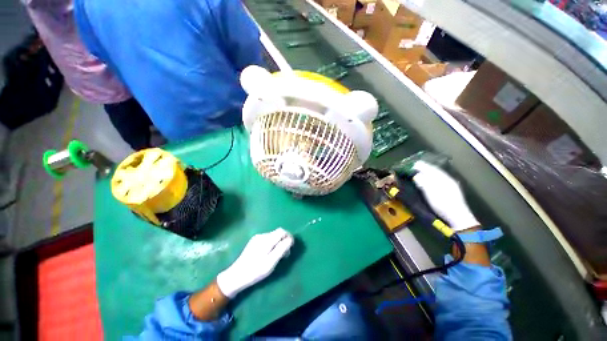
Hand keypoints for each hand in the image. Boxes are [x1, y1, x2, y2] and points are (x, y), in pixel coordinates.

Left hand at [216, 228, 293, 297]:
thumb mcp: (271, 262)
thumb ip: (282, 249)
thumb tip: (290, 239)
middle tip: (285, 255)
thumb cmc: (255, 271)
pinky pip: (267, 240)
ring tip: (277, 256)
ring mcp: (257, 238)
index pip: (282, 231)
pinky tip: (269, 255)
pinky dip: (272, 245)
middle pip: (277, 233)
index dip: (289, 237)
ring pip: (273, 236)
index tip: (291, 248)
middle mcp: (262, 235)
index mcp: (266, 239)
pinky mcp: (253, 242)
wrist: (236, 276)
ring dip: (278, 243)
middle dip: (284, 241)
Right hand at [412, 161, 478, 231]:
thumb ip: (423, 182)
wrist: (458, 217)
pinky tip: (430, 180)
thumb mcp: (430, 193)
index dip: (421, 166)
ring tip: (421, 172)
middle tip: (415, 167)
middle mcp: (447, 179)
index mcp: (443, 178)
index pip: (430, 168)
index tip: (413, 164)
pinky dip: (433, 177)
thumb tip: (416, 175)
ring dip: (429, 172)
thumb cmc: (442, 204)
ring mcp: (450, 185)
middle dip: (425, 168)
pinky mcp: (451, 190)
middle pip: (435, 171)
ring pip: (438, 175)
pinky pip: (440, 179)